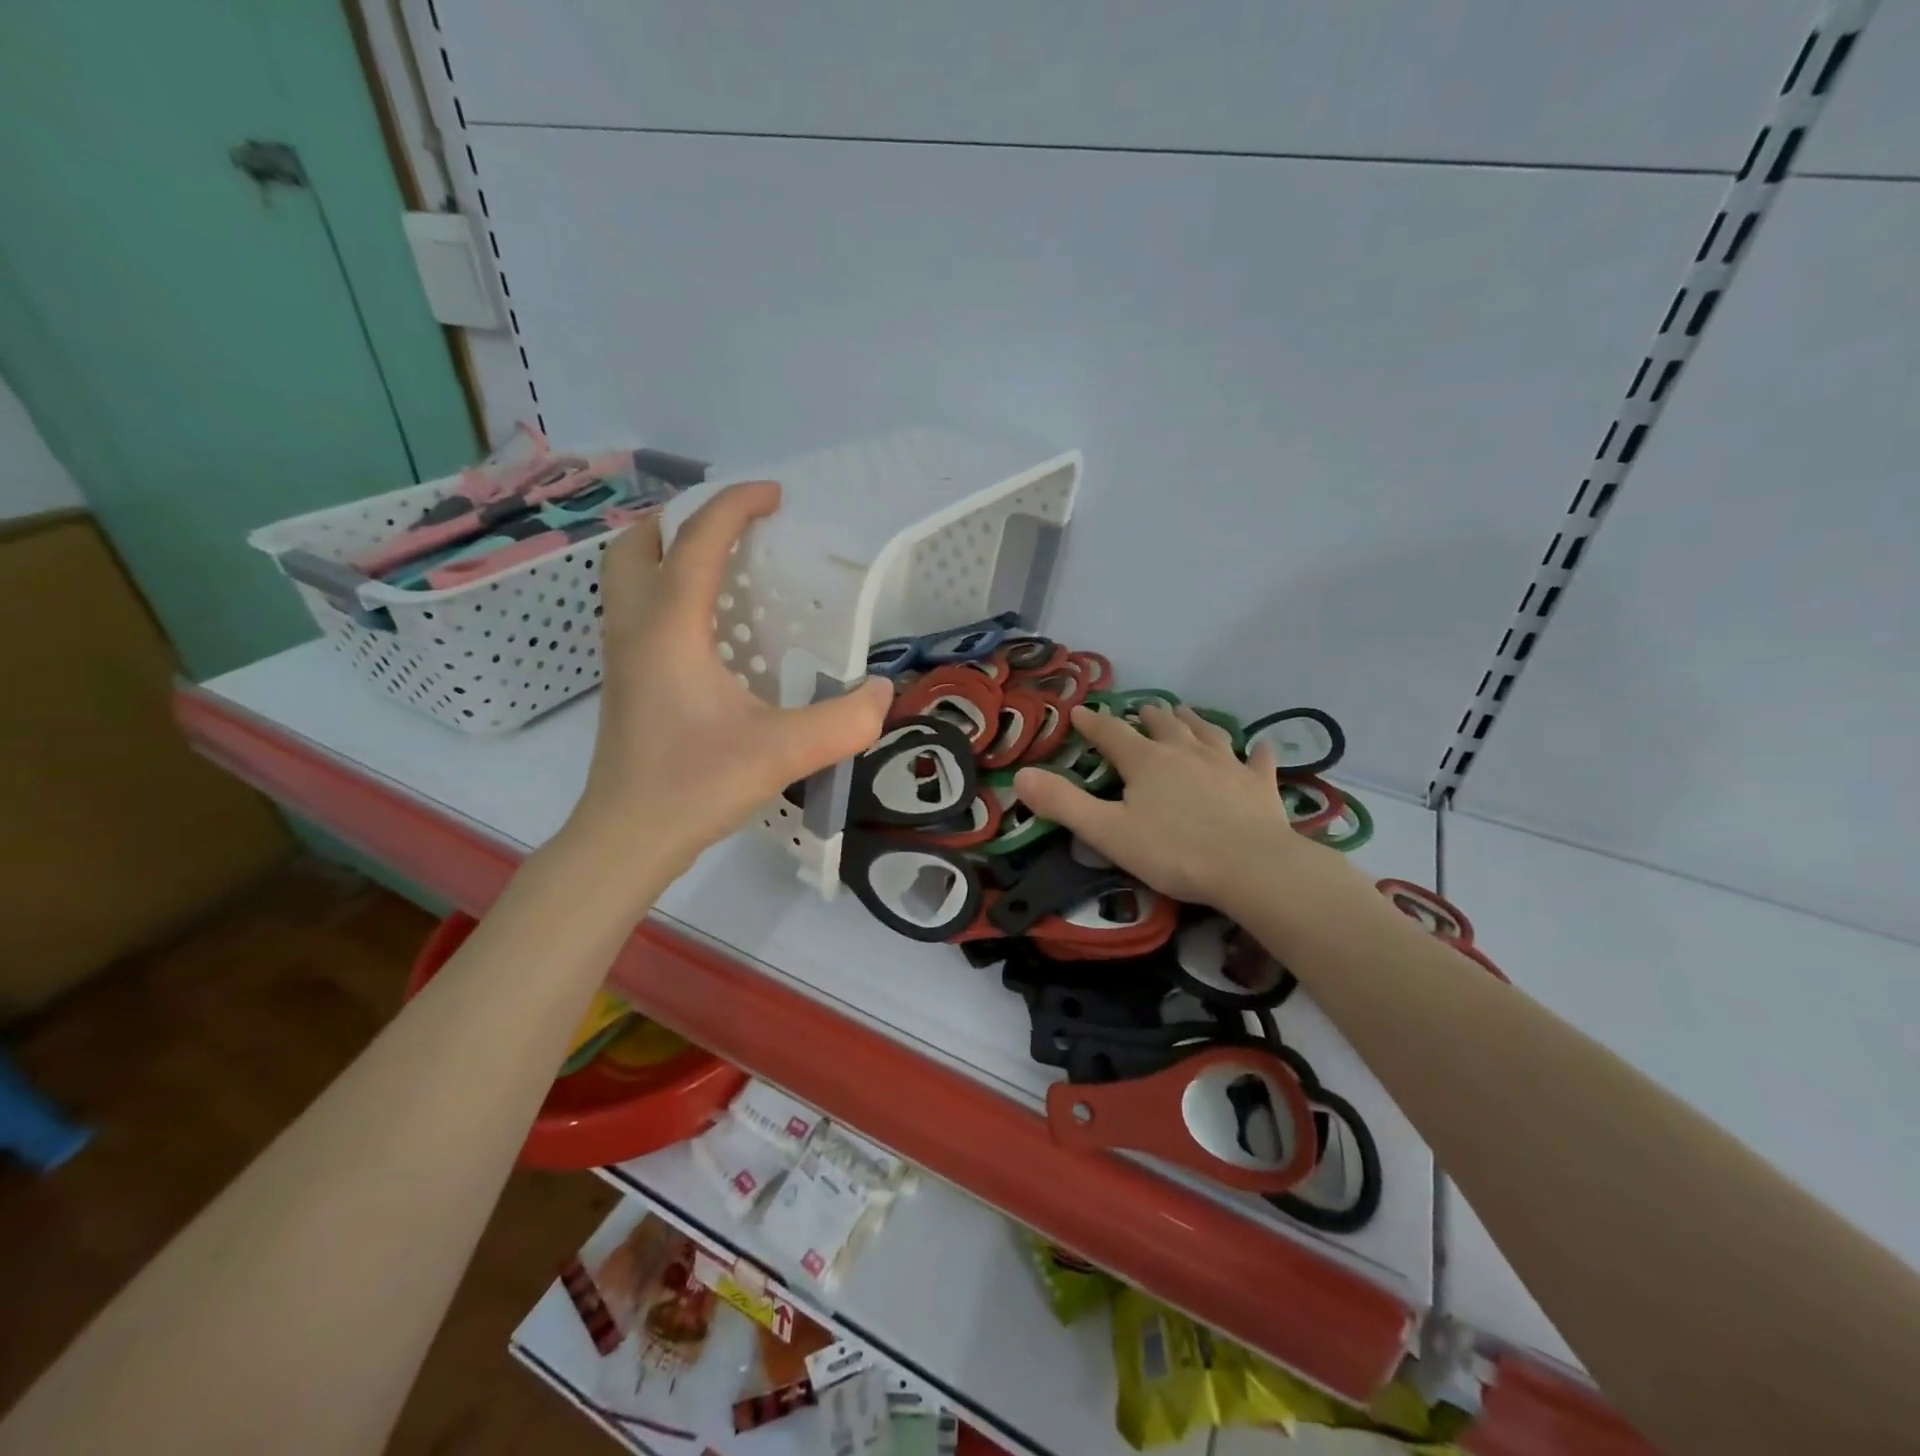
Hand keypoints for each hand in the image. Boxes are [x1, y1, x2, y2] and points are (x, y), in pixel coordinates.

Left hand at [566, 480, 892, 884]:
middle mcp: (635, 628)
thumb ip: (844, 721)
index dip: (735, 506)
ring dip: (668, 552)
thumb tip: (881, 691)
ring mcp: (622, 655)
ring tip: (722, 565)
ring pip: (627, 576)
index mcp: (669, 628)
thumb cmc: (695, 786)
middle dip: (682, 518)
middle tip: (733, 526)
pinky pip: (637, 609)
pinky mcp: (625, 681)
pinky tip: (710, 627)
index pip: (697, 541)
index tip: (774, 494)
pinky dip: (667, 590)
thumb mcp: (782, 752)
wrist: (627, 838)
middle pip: (638, 544)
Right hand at [1013, 703, 1356, 912]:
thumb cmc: (1173, 851)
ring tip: (1186, 712)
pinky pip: (1258, 762)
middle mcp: (1186, 752)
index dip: (1094, 723)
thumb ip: (1063, 803)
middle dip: (1149, 716)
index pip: (1112, 734)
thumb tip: (1020, 775)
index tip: (1081, 711)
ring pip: (1208, 733)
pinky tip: (1260, 746)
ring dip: (1194, 721)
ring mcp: (1228, 765)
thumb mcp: (1107, 832)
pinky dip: (1257, 752)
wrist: (1252, 867)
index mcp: (1146, 762)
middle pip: (1164, 725)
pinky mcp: (1260, 786)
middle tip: (1143, 708)